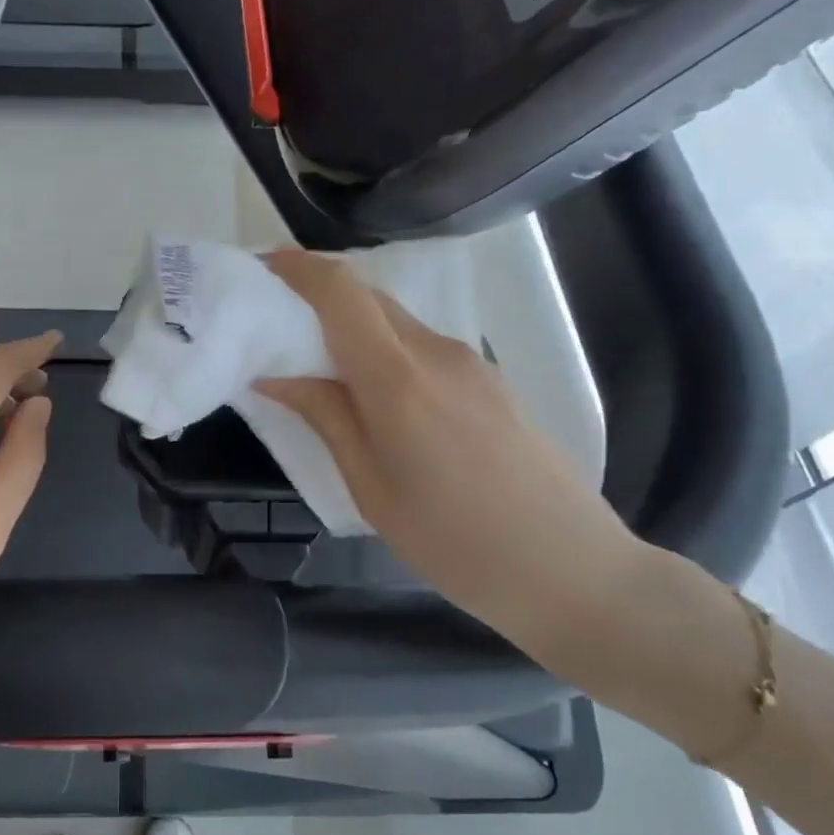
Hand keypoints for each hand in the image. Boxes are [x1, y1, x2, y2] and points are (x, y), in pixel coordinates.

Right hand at [256, 251, 647, 650]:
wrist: (570, 567)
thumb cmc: (454, 541)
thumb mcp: (371, 487)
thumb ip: (326, 417)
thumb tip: (275, 374)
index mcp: (398, 380)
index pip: (342, 293)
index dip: (299, 268)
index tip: (263, 267)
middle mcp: (436, 352)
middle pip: (369, 296)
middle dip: (318, 294)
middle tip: (278, 322)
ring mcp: (470, 363)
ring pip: (396, 320)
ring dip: (352, 325)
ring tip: (320, 364)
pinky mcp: (489, 379)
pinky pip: (422, 345)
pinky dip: (384, 349)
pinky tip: (375, 393)